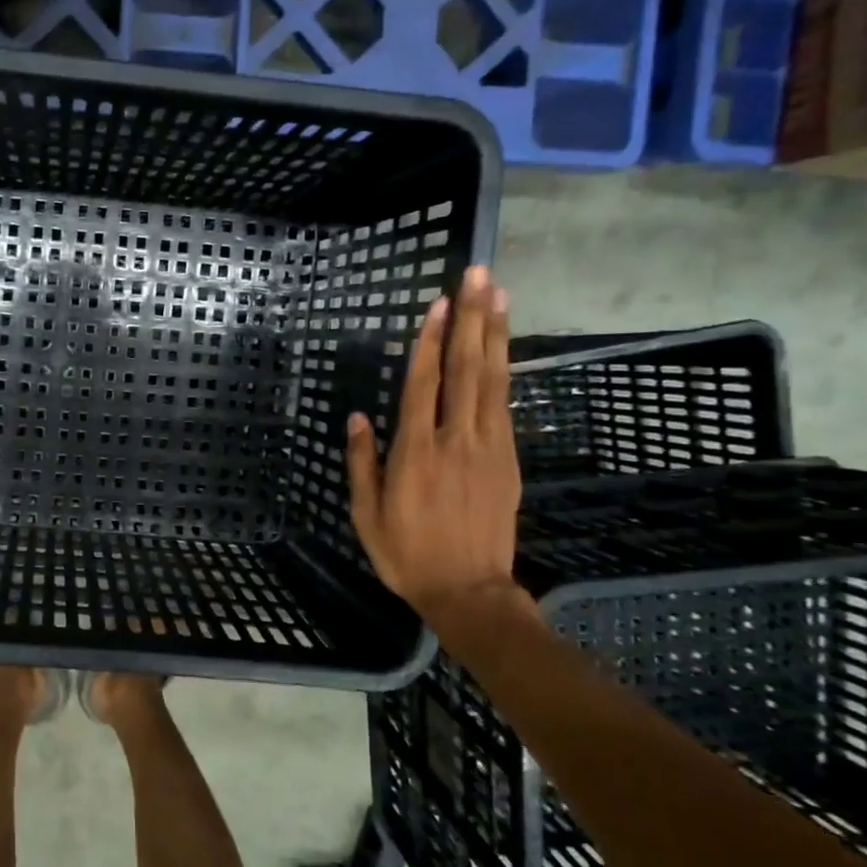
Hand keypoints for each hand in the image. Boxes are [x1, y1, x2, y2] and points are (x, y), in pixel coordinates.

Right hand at [345, 266, 519, 620]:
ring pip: (493, 380)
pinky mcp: (508, 459)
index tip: (437, 302)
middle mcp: (455, 440)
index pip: (423, 383)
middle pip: (466, 368)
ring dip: (494, 334)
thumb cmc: (407, 554)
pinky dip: (504, 371)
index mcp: (415, 452)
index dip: (430, 340)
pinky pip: (504, 405)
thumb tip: (358, 416)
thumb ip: (362, 461)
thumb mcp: (366, 514)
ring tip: (497, 295)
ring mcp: (488, 447)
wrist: (469, 590)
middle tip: (478, 276)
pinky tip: (502, 348)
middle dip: (470, 319)